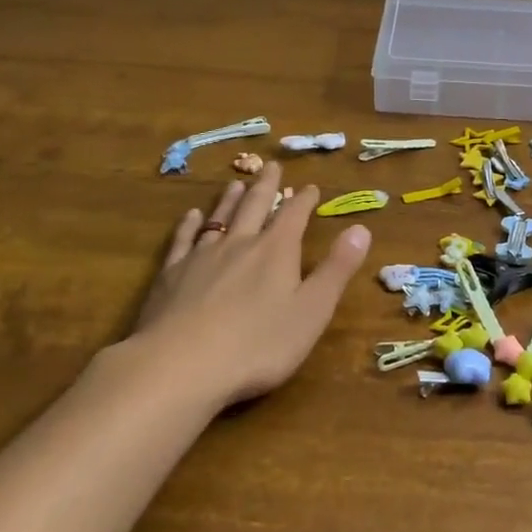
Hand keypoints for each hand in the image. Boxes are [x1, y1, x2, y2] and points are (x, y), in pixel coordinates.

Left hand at [130, 162, 371, 406]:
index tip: (310, 186)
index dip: (304, 200)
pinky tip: (192, 217)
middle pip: (255, 206)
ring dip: (231, 199)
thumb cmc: (258, 344)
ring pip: (220, 218)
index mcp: (276, 251)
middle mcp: (240, 243)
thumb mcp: (312, 310)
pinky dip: (190, 225)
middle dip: (267, 186)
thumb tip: (361, 228)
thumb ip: (336, 269)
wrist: (181, 365)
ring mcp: (202, 257)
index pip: (294, 215)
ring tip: (236, 183)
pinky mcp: (171, 275)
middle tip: (271, 166)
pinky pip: (184, 240)